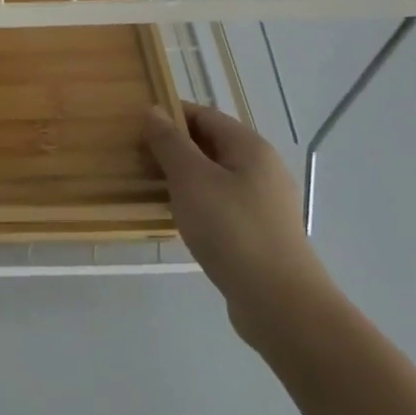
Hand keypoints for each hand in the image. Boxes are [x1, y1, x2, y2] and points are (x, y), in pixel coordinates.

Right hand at [143, 103, 338, 349]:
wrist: (280, 304)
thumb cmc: (231, 229)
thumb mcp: (191, 178)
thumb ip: (169, 142)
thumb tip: (153, 111)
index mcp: (250, 147)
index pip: (204, 115)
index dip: (170, 115)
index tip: (135, 126)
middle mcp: (262, 169)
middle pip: (211, 145)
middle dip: (173, 147)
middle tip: (136, 157)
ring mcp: (264, 203)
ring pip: (214, 177)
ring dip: (182, 177)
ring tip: (149, 187)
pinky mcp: (260, 233)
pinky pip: (221, 204)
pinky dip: (196, 203)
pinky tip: (177, 218)